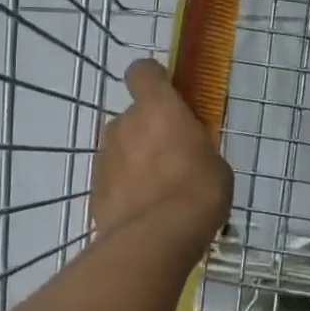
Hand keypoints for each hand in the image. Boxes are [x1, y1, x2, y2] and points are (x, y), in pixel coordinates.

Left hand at [91, 59, 232, 250]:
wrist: (155, 239)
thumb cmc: (198, 191)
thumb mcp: (215, 163)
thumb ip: (196, 147)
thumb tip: (188, 152)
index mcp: (158, 107)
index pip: (143, 71)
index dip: (154, 78)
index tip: (168, 94)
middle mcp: (125, 123)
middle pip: (134, 115)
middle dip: (149, 130)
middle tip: (174, 156)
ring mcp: (105, 155)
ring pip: (122, 147)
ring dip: (136, 159)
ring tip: (160, 190)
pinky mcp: (94, 187)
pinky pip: (114, 176)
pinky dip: (125, 186)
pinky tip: (145, 210)